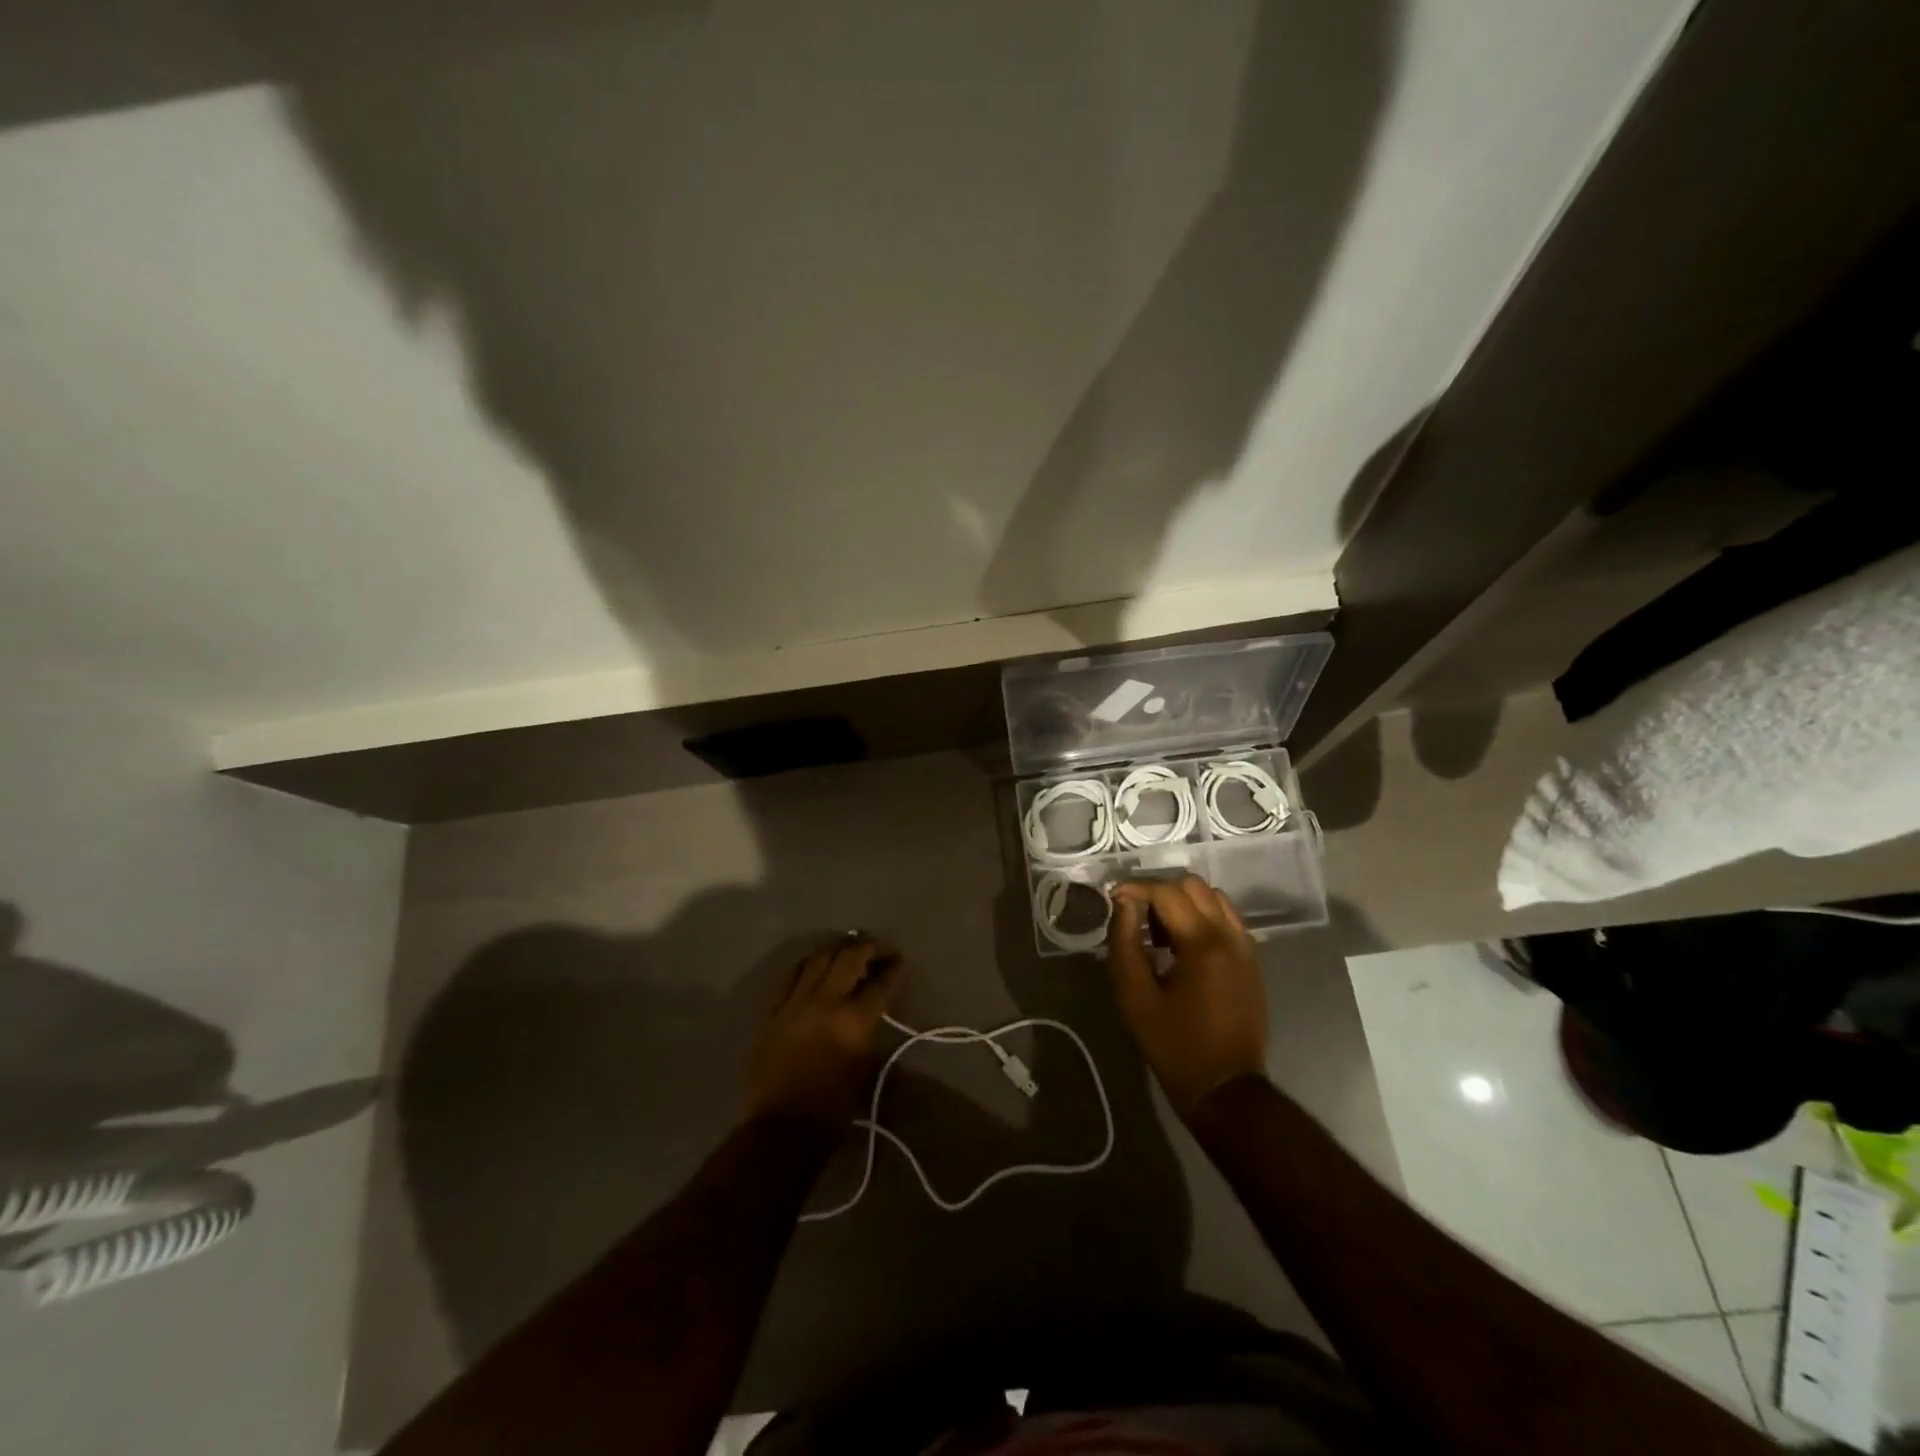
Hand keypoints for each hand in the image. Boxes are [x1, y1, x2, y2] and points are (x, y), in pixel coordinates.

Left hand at [743, 935, 905, 1126]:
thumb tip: (881, 1026)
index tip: (901, 962)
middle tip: (878, 948)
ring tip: (847, 948)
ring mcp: (797, 1002)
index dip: (895, 970)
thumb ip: (875, 1042)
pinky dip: (809, 964)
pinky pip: (793, 975)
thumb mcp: (867, 1076)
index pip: (882, 984)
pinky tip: (816, 965)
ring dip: (837, 949)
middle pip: (850, 958)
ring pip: (819, 958)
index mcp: (855, 1021)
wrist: (781, 1129)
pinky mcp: (775, 1010)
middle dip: (868, 947)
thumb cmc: (832, 1110)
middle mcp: (827, 1002)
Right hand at [1106, 876, 1268, 1116]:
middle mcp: (1230, 936)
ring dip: (1184, 901)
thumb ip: (1125, 943)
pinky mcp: (1251, 959)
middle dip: (1160, 891)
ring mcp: (1245, 946)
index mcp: (1202, 944)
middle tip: (1138, 917)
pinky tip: (1184, 944)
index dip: (1136, 889)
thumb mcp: (1135, 996)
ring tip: (1161, 931)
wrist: (1226, 1087)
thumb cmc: (1174, 1044)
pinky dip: (1204, 916)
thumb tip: (1122, 902)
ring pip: (1214, 897)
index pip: (1166, 892)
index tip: (1114, 899)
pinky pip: (1227, 918)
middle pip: (1194, 886)